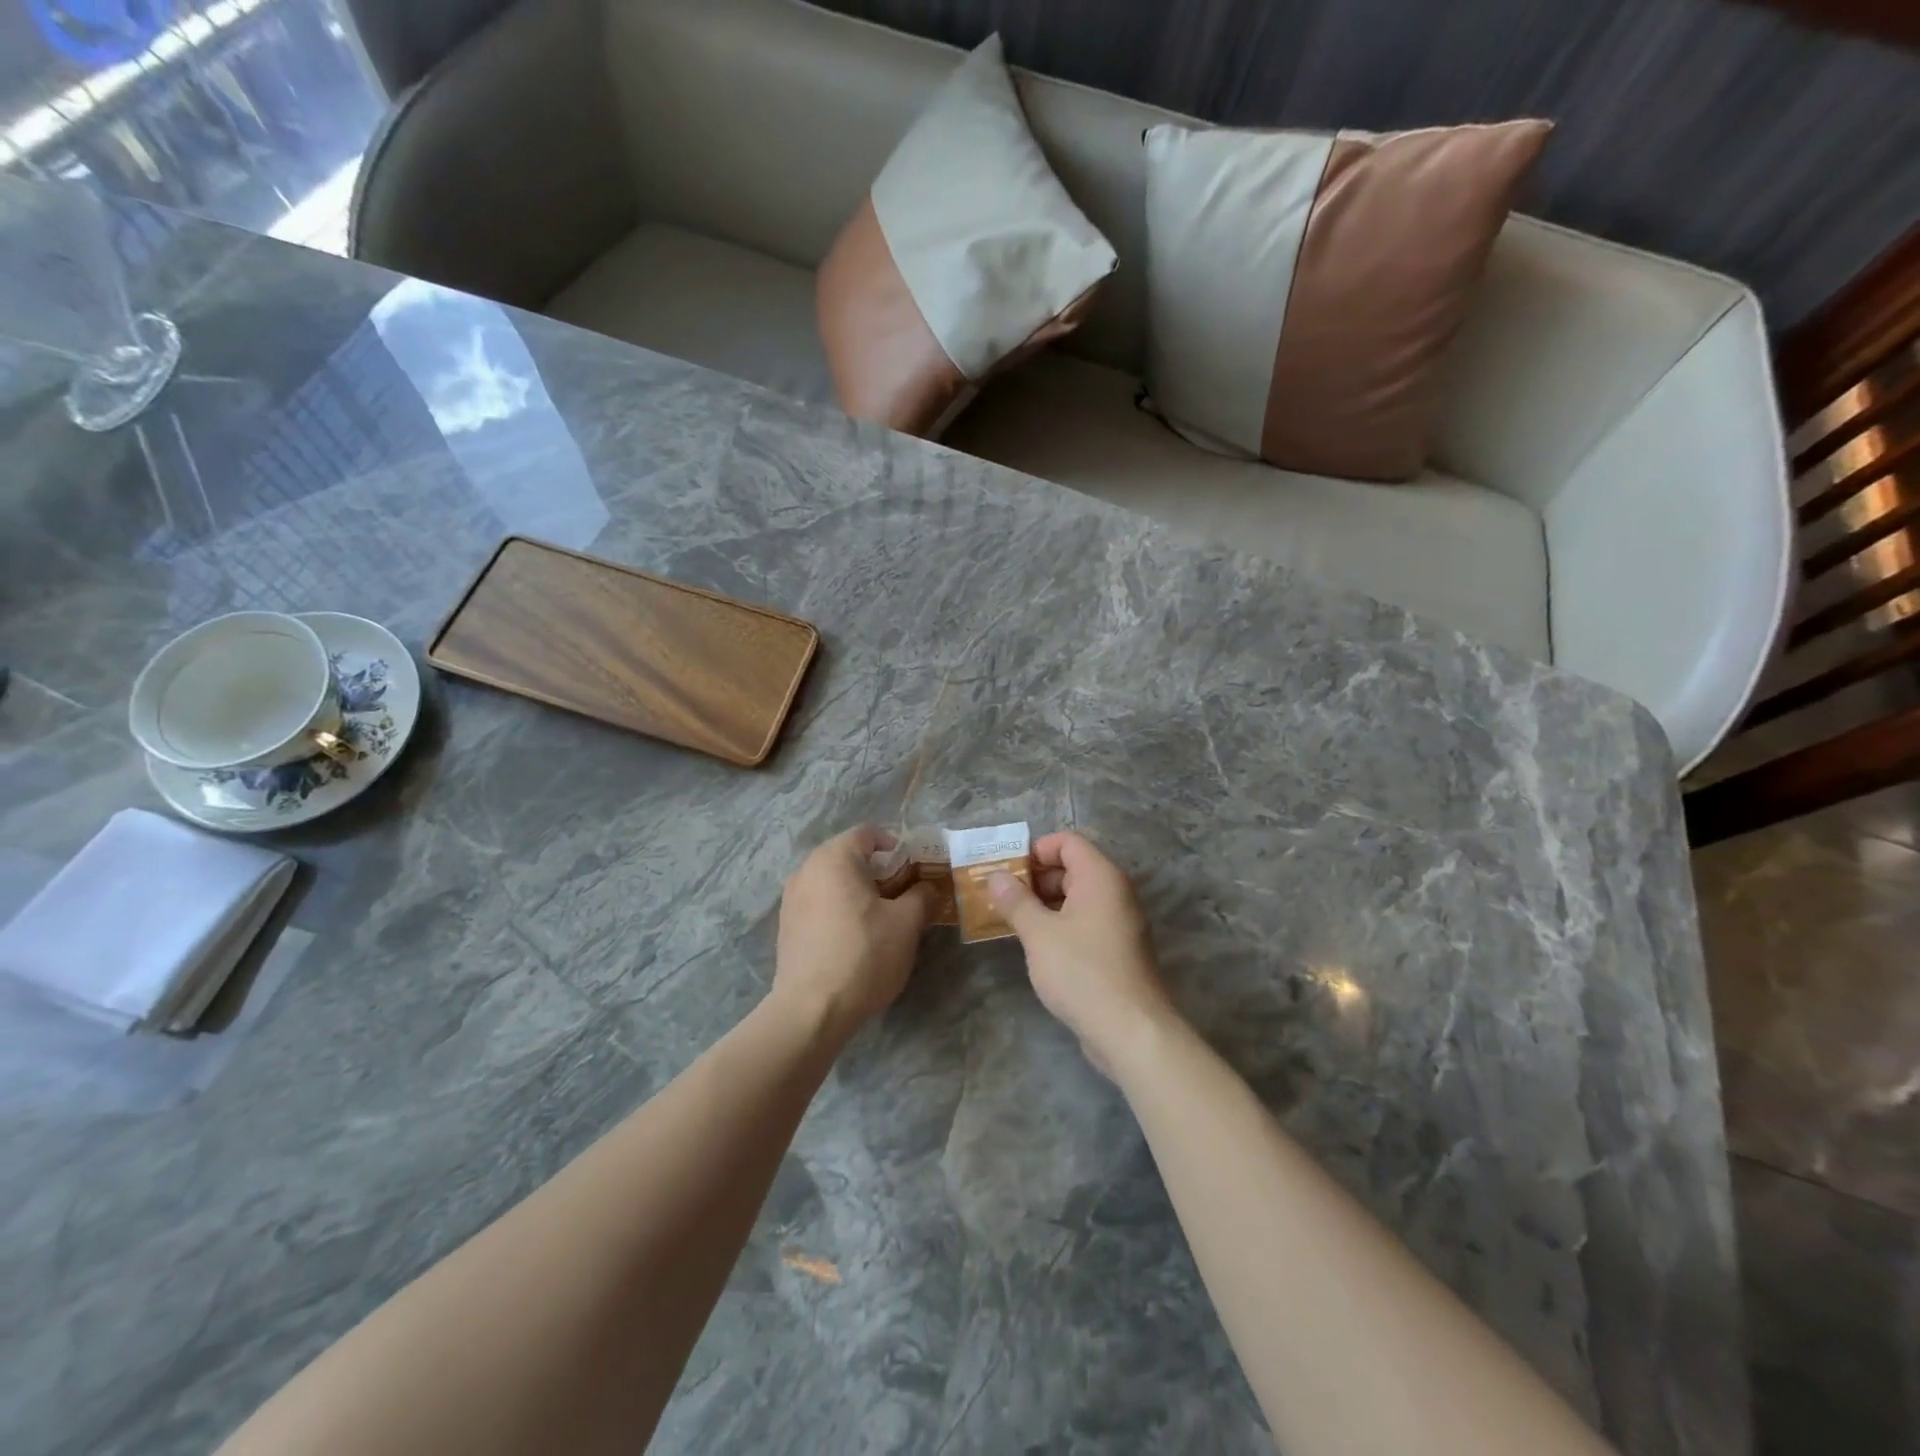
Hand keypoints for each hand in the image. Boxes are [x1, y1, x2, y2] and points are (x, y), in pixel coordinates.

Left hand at [775, 827, 935, 1037]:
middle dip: (878, 872)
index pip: (868, 833)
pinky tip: (854, 940)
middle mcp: (806, 870)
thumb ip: (921, 896)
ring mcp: (791, 899)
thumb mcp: (906, 923)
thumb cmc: (863, 954)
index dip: (895, 846)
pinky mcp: (786, 927)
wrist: (812, 1009)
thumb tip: (926, 888)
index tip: (913, 871)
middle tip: (903, 896)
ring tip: (881, 920)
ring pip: (833, 883)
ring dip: (858, 893)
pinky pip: (819, 905)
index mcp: (834, 858)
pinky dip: (839, 911)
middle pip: (848, 857)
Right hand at [987, 832, 1180, 1075]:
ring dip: (1045, 903)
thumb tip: (996, 876)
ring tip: (1013, 921)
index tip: (1007, 872)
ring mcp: (1120, 921)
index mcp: (1101, 877)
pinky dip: (1061, 924)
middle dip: (1036, 878)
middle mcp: (1115, 892)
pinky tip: (1037, 945)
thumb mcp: (1039, 934)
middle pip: (1072, 867)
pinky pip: (1086, 921)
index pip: (1068, 842)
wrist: (1131, 1030)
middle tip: (1002, 897)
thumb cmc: (1082, 971)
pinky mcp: (1118, 948)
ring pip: (1077, 897)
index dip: (1036, 850)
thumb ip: (1016, 901)